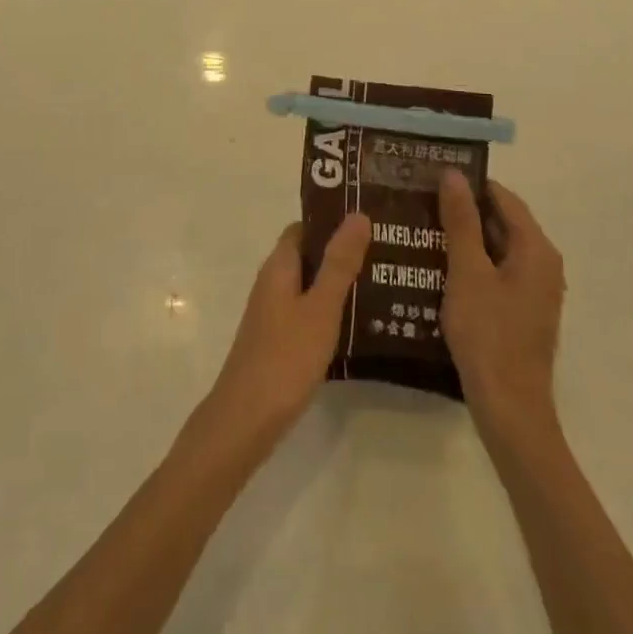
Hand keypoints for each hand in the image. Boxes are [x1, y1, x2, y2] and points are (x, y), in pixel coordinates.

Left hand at [205, 214, 371, 446]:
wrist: (246, 419)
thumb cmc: (285, 356)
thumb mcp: (321, 307)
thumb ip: (340, 263)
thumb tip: (357, 214)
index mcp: (279, 266)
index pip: (304, 228)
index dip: (332, 221)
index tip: (369, 222)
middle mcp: (272, 283)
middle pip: (308, 256)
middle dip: (342, 253)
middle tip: (386, 254)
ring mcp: (273, 314)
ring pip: (310, 286)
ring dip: (339, 283)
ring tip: (383, 285)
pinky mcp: (278, 341)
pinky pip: (308, 312)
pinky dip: (330, 311)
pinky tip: (359, 325)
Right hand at [439, 170, 565, 434]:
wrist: (509, 408)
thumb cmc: (488, 334)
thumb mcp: (467, 272)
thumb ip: (461, 221)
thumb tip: (453, 175)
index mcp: (536, 249)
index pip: (503, 198)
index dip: (469, 184)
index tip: (432, 176)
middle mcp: (543, 264)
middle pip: (503, 222)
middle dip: (464, 211)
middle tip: (421, 201)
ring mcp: (535, 291)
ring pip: (497, 249)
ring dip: (465, 238)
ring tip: (422, 229)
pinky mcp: (523, 311)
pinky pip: (497, 273)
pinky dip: (472, 264)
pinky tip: (439, 267)